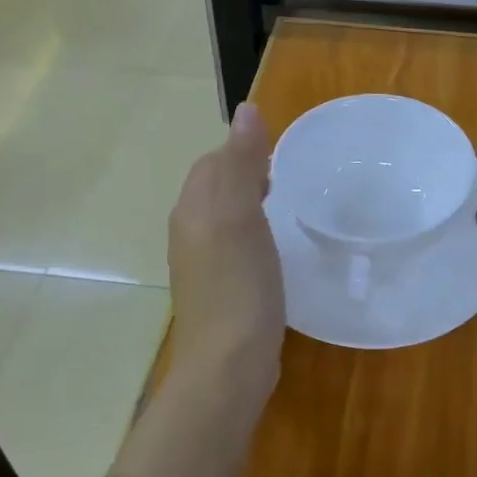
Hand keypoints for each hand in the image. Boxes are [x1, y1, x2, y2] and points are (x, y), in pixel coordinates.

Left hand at [167, 102, 285, 401]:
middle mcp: (189, 231)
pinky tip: (272, 250)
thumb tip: (246, 109)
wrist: (226, 366)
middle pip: (215, 186)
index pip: (213, 161)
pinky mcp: (217, 288)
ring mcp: (201, 263)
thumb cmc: (239, 285)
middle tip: (287, 181)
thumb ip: (242, 163)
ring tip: (284, 210)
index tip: (279, 158)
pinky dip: (252, 235)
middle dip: (246, 174)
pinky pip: (232, 245)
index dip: (243, 151)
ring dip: (250, 204)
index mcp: (193, 208)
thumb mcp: (243, 216)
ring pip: (224, 216)